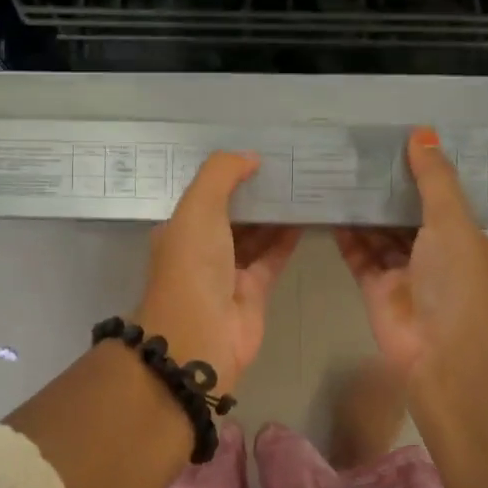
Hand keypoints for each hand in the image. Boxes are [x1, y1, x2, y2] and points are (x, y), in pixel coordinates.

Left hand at [136, 152, 300, 388]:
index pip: (205, 193)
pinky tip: (307, 216)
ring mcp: (228, 270)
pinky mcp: (254, 290)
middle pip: (232, 212)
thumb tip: (251, 156)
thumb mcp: (198, 207)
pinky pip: (273, 256)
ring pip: (255, 234)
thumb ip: (221, 174)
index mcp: (180, 227)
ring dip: (274, 212)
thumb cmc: (192, 265)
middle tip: (289, 164)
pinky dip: (287, 238)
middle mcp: (202, 247)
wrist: (200, 335)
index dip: (228, 173)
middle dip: (255, 191)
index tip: (258, 152)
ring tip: (303, 184)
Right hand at [334, 128, 487, 382]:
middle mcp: (434, 252)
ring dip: (362, 209)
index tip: (393, 140)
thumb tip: (421, 131)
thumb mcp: (452, 221)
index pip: (439, 196)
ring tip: (335, 175)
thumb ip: (434, 179)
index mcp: (462, 236)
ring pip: (379, 233)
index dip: (419, 170)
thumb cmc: (457, 281)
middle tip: (354, 153)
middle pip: (405, 213)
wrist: (443, 353)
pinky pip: (358, 254)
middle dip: (384, 188)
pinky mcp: (375, 287)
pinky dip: (345, 236)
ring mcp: (403, 271)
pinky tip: (327, 209)